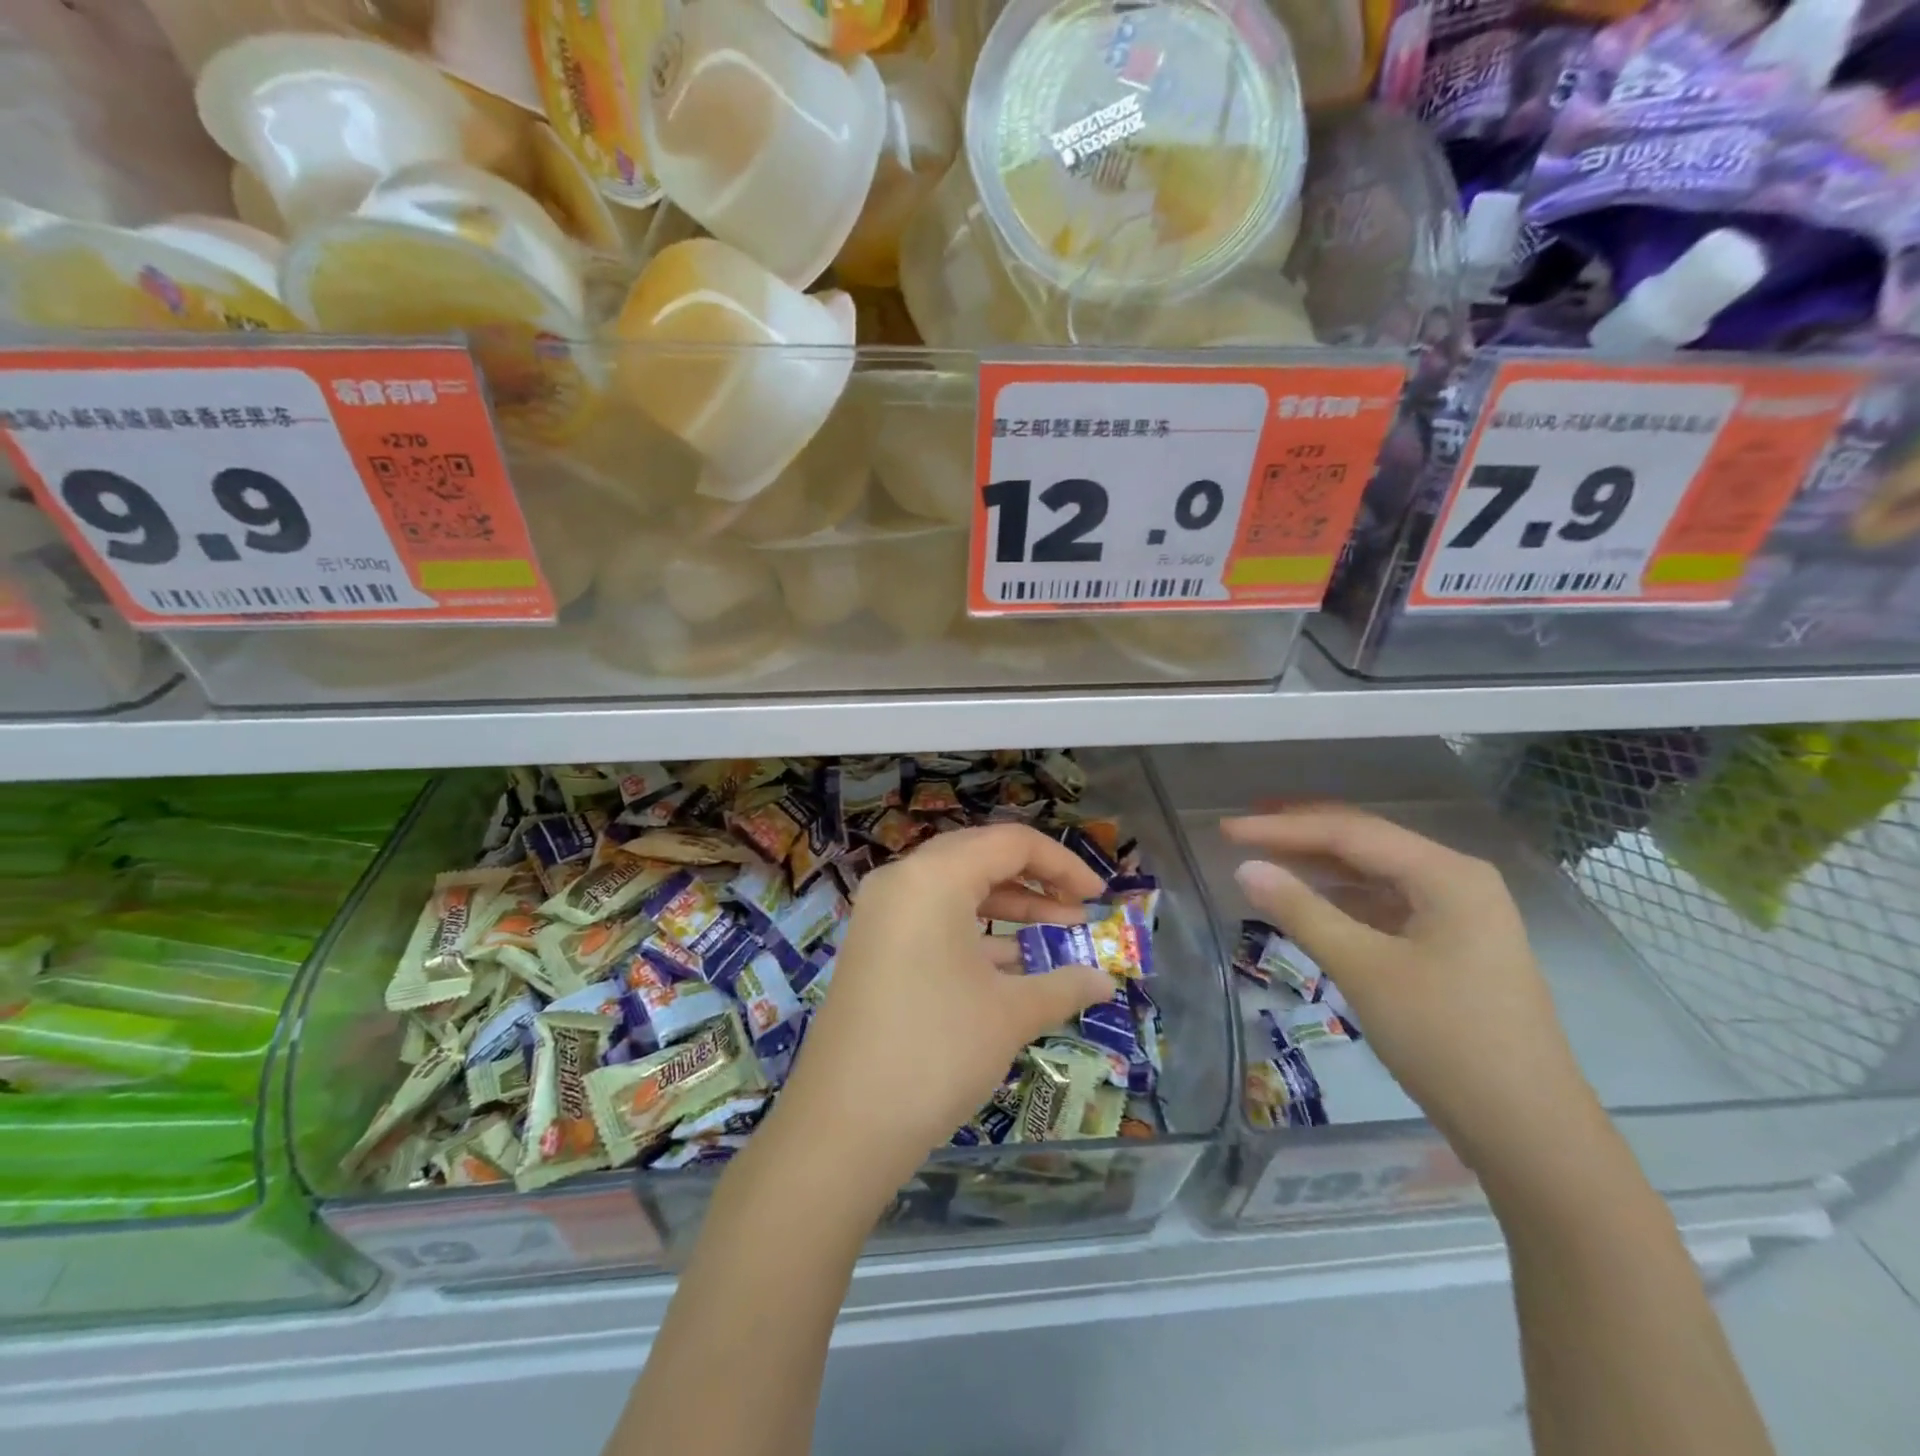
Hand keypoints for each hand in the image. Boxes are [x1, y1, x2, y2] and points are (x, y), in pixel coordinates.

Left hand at [770, 824, 1111, 1190]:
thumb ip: (1064, 986)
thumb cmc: (937, 1052)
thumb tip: (1106, 982)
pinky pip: (932, 920)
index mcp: (934, 877)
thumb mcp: (1010, 1014)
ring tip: (1054, 939)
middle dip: (1035, 882)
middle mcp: (902, 881)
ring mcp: (880, 915)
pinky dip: (974, 934)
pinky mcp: (872, 948)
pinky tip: (1011, 968)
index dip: (1063, 864)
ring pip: (955, 891)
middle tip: (1076, 913)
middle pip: (980, 857)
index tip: (1098, 898)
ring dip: (1007, 909)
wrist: (843, 1126)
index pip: (1011, 843)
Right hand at [1224, 807, 1602, 1174]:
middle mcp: (1457, 880)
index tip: (1227, 830)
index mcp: (1446, 874)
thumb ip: (1301, 912)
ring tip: (1266, 857)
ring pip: (1375, 873)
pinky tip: (1311, 903)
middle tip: (1242, 829)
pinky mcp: (1453, 945)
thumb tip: (1245, 868)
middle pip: (1365, 842)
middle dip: (1301, 833)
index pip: (1349, 832)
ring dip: (1320, 864)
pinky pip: (1386, 903)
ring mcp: (1460, 913)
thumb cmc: (1446, 1040)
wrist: (1530, 1133)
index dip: (1282, 827)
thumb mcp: (1364, 970)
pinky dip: (1343, 898)